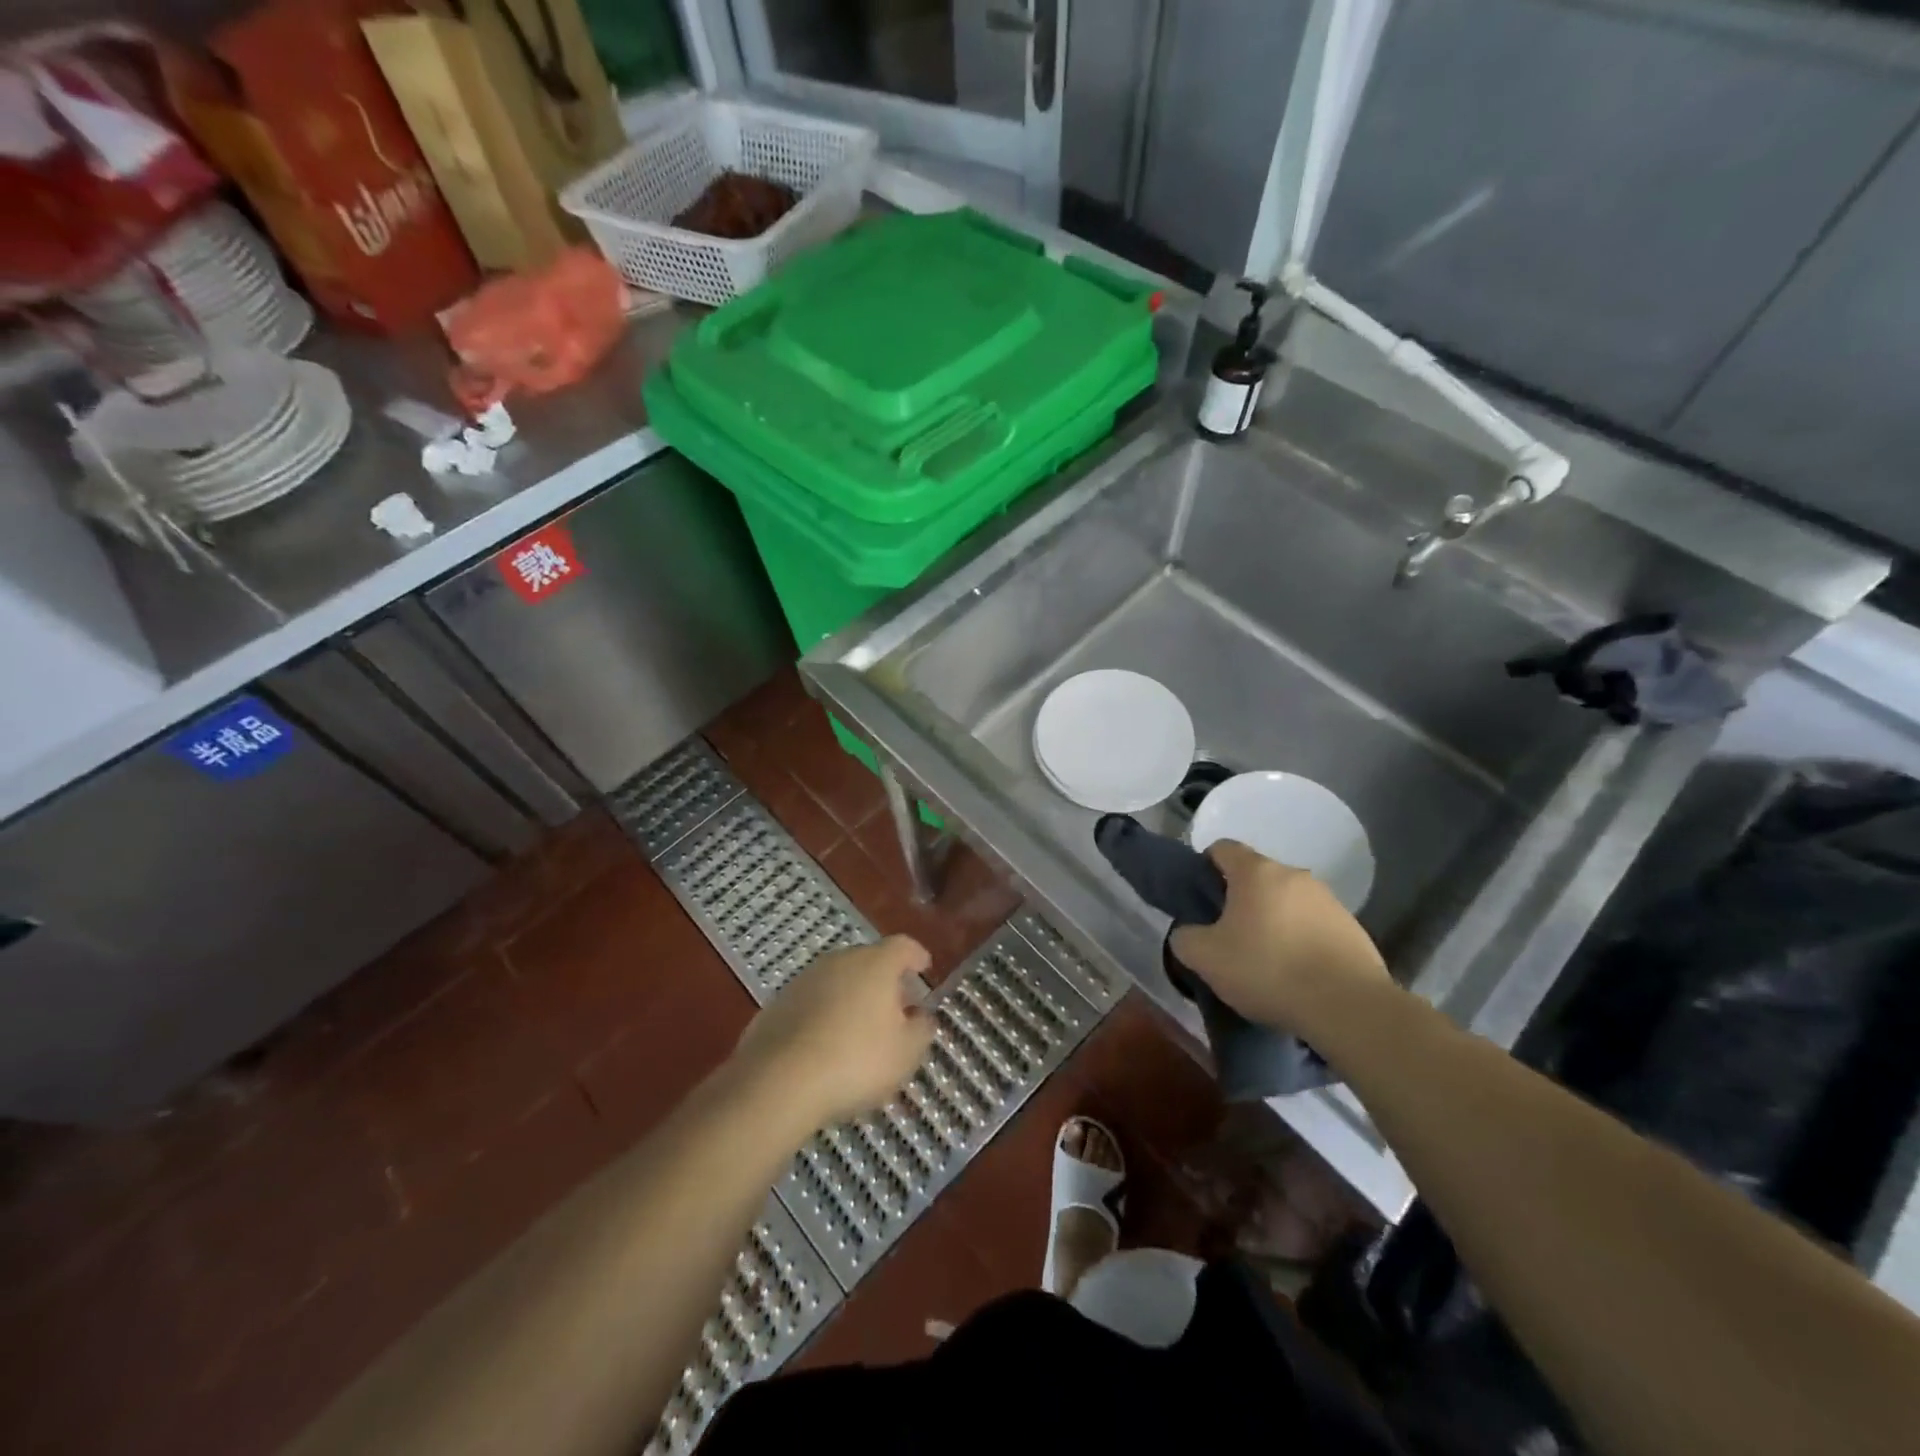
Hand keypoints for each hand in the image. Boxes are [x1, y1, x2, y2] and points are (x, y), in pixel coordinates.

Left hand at [731, 936, 935, 1130]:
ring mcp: (805, 979)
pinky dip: (824, 1015)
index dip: (916, 956)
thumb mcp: (905, 1053)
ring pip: (838, 981)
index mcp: (876, 964)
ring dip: (852, 998)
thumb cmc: (856, 1061)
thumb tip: (922, 1016)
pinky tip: (825, 1045)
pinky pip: (812, 1002)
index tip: (924, 968)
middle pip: (869, 961)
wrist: (779, 1081)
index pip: (903, 946)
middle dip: (884, 981)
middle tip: (895, 1009)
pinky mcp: (778, 1003)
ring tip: (859, 1031)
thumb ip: (921, 1029)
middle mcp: (840, 961)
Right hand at [1169, 839, 1389, 1033]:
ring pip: (1287, 902)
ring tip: (1266, 961)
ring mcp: (1329, 900)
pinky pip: (1314, 926)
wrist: (1348, 1007)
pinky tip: (1298, 974)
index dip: (1205, 868)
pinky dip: (1301, 941)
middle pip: (1257, 877)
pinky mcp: (1353, 929)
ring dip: (1273, 921)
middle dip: (1240, 900)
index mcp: (1256, 872)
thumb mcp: (1206, 958)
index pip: (1222, 848)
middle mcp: (1294, 875)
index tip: (1201, 900)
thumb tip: (1188, 933)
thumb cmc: (1268, 970)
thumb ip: (1185, 938)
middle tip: (1228, 937)